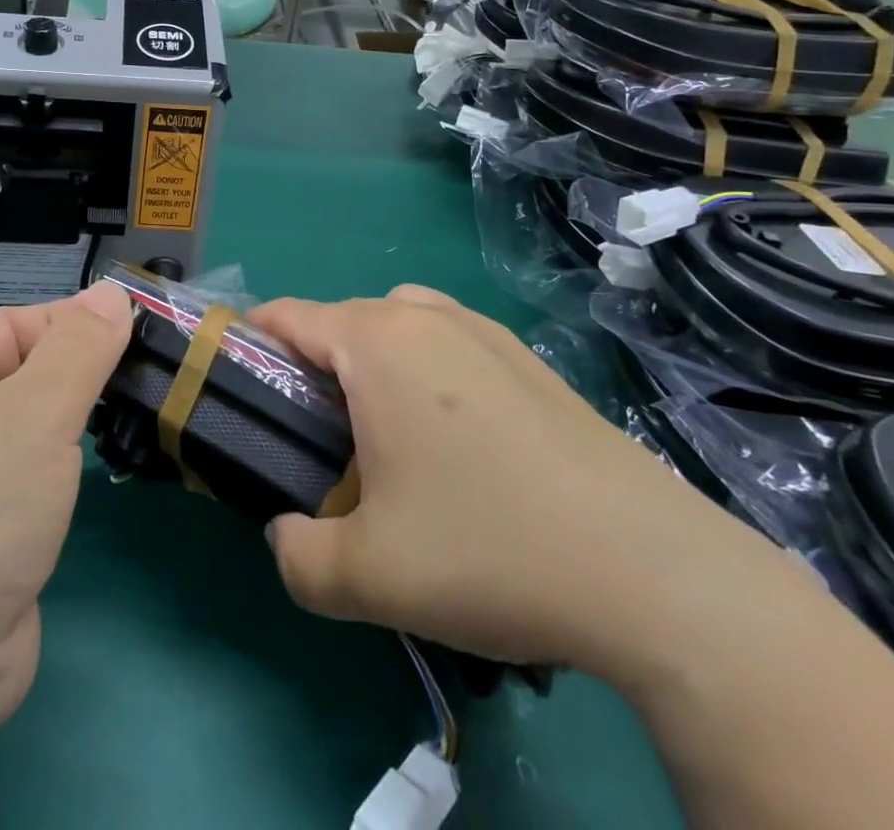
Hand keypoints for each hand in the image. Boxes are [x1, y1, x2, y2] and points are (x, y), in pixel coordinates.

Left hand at [0, 283, 133, 828]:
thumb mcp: (37, 411)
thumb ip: (81, 347)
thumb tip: (112, 291)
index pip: (13, 324)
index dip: (73, 328)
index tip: (135, 342)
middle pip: (19, 374)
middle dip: (76, 380)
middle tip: (139, 387)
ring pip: (22, 430)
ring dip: (68, 430)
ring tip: (126, 425)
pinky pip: (19, 479)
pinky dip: (54, 475)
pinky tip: (89, 482)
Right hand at [249, 286, 803, 683]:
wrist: (653, 573)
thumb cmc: (491, 552)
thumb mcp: (366, 576)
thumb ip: (296, 556)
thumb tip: (286, 534)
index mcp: (376, 343)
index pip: (287, 316)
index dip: (250, 346)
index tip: (239, 395)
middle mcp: (426, 317)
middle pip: (340, 320)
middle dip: (311, 369)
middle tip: (314, 442)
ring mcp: (484, 332)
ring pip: (397, 323)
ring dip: (370, 363)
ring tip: (382, 434)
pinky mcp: (529, 359)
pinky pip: (449, 342)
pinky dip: (425, 369)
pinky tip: (455, 442)